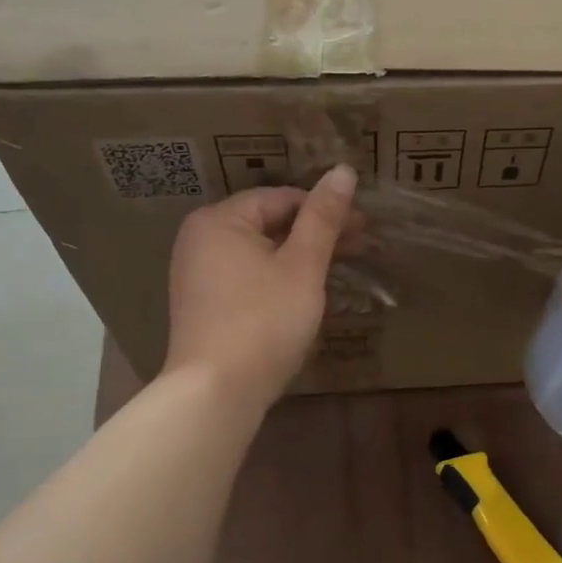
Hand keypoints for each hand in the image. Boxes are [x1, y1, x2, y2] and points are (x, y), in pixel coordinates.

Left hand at [164, 166, 357, 406]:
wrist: (216, 392)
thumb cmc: (264, 320)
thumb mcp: (302, 266)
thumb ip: (323, 218)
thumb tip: (343, 170)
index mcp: (219, 220)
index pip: (281, 199)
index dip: (326, 209)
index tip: (364, 225)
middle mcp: (200, 239)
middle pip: (269, 224)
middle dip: (316, 233)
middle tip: (361, 246)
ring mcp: (197, 274)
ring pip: (260, 252)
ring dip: (301, 256)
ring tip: (339, 268)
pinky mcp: (204, 305)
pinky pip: (248, 276)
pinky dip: (278, 277)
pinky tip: (305, 292)